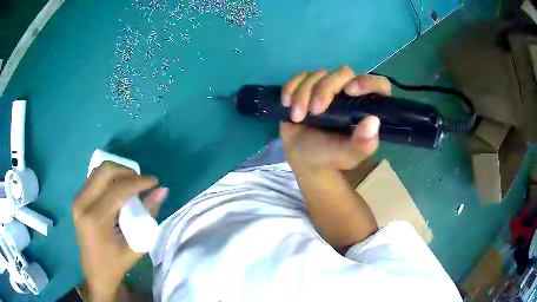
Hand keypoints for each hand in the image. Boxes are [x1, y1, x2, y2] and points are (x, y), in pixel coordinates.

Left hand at [73, 161, 167, 300]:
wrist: (95, 273)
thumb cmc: (116, 264)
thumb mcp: (137, 246)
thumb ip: (149, 216)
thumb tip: (162, 191)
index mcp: (96, 219)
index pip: (118, 189)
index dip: (139, 181)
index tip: (154, 181)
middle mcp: (82, 204)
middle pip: (105, 170)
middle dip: (127, 171)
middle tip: (141, 183)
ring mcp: (77, 200)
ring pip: (99, 171)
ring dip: (118, 173)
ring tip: (131, 186)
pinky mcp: (77, 199)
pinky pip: (94, 179)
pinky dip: (109, 179)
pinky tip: (118, 191)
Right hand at [280, 66, 390, 170]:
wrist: (304, 158)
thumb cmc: (331, 156)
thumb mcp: (349, 155)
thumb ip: (363, 144)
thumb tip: (373, 121)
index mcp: (366, 107)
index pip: (378, 85)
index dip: (367, 82)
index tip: (351, 91)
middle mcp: (349, 93)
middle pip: (343, 73)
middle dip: (325, 89)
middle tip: (315, 111)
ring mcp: (328, 88)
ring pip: (319, 74)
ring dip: (304, 93)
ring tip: (297, 116)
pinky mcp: (308, 87)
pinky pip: (300, 77)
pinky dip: (291, 87)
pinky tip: (287, 103)